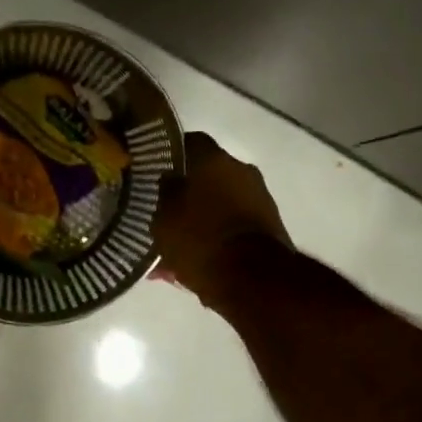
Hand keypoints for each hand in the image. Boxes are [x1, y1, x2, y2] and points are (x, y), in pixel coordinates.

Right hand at [154, 132, 292, 302]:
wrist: (252, 279)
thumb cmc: (199, 239)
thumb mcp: (162, 218)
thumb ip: (162, 194)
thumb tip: (166, 180)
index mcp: (211, 158)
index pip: (184, 143)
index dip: (166, 157)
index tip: (152, 172)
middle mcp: (239, 169)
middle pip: (205, 174)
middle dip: (185, 192)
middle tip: (163, 211)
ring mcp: (258, 196)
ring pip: (218, 202)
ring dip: (200, 217)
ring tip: (176, 243)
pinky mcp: (269, 224)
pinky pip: (232, 224)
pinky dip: (215, 235)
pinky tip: (196, 258)